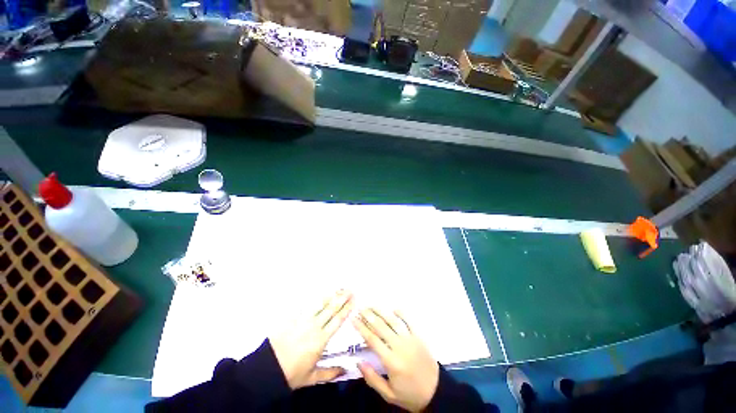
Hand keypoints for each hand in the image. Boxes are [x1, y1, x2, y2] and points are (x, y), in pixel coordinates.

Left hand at [269, 290, 353, 388]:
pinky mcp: (292, 317)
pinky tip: (319, 294)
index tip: (353, 300)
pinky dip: (314, 299)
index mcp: (321, 339)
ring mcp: (302, 319)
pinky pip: (305, 305)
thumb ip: (330, 372)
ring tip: (338, 289)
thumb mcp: (312, 377)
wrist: (267, 369)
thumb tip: (346, 369)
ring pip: (319, 304)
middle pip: (331, 308)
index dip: (346, 309)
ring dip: (330, 296)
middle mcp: (314, 326)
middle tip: (350, 289)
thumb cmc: (291, 374)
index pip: (337, 320)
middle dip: (341, 298)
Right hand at [353, 308, 439, 411]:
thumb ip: (372, 379)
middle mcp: (400, 347)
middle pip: (381, 327)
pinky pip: (410, 322)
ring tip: (372, 305)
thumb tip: (358, 362)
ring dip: (382, 312)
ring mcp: (410, 339)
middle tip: (360, 308)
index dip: (361, 328)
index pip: (373, 340)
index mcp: (391, 361)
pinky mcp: (419, 337)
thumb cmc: (410, 395)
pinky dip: (402, 313)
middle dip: (369, 316)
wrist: (436, 392)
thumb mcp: (389, 395)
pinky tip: (393, 308)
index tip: (353, 319)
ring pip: (393, 321)